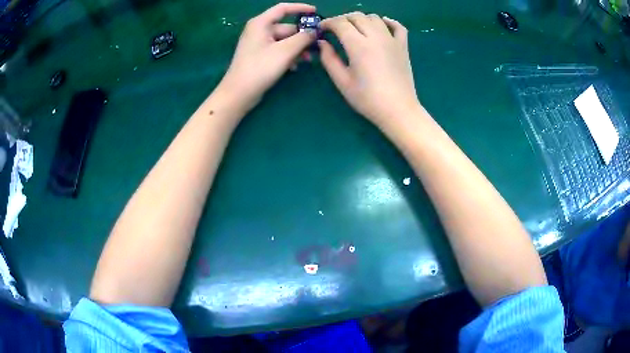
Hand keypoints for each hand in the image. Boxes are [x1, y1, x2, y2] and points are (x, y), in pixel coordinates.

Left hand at [219, 3, 316, 111]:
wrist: (239, 93)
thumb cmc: (260, 68)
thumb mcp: (285, 51)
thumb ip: (303, 38)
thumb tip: (314, 31)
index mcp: (261, 23)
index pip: (283, 8)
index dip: (300, 8)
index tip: (316, 12)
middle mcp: (259, 30)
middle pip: (286, 27)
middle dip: (301, 37)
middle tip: (316, 47)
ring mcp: (258, 43)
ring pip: (284, 40)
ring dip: (297, 48)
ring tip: (306, 60)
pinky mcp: (259, 56)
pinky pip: (278, 50)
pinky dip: (288, 56)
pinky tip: (294, 67)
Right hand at [319, 13, 421, 133]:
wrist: (398, 110)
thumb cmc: (367, 99)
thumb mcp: (342, 81)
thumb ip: (329, 59)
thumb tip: (322, 43)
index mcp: (358, 46)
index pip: (340, 23)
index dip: (328, 22)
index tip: (321, 29)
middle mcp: (376, 37)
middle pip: (357, 16)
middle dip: (342, 19)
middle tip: (335, 29)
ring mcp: (392, 40)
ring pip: (374, 18)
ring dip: (361, 19)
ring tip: (355, 28)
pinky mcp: (403, 46)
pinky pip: (398, 26)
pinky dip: (388, 21)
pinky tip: (381, 24)